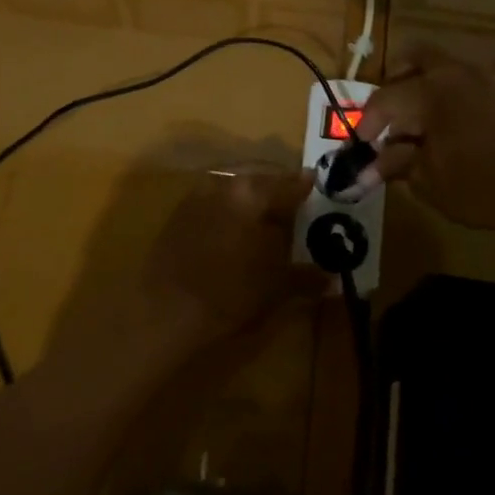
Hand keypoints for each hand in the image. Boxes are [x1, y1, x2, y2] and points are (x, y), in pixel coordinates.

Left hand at [143, 169, 315, 347]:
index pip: (287, 184)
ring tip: (264, 221)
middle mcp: (222, 186)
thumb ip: (304, 278)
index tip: (315, 188)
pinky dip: (226, 213)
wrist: (163, 312)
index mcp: (250, 194)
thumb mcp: (275, 289)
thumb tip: (330, 278)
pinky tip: (233, 233)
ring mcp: (194, 199)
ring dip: (248, 202)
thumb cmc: (227, 295)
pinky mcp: (175, 217)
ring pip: (232, 191)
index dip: (304, 188)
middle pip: (257, 182)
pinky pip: (211, 204)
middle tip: (292, 206)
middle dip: (275, 192)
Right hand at [355, 42, 494, 229]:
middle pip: (413, 57)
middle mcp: (454, 75)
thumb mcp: (426, 180)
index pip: (384, 100)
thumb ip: (394, 165)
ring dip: (418, 90)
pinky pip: (458, 84)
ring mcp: (482, 82)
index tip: (358, 148)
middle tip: (385, 117)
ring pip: (438, 69)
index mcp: (431, 91)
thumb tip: (365, 171)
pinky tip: (440, 133)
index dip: (366, 125)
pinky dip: (441, 99)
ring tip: (412, 129)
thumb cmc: (479, 186)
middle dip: (392, 83)